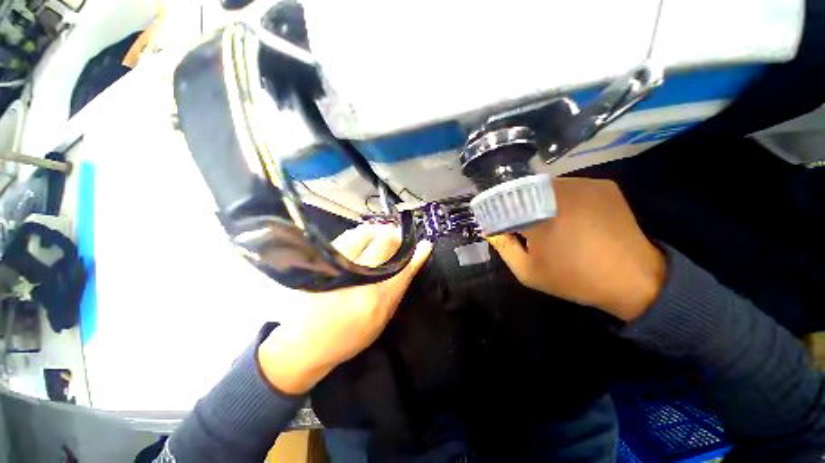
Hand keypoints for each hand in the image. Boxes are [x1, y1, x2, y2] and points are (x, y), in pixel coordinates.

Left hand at [258, 224, 432, 394]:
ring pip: (363, 234)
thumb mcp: (381, 320)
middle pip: (383, 243)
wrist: (307, 344)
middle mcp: (359, 279)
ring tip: (381, 234)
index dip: (416, 254)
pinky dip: (359, 233)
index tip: (424, 245)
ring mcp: (338, 267)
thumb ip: (397, 290)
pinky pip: (345, 237)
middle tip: (398, 237)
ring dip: (376, 231)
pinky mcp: (322, 262)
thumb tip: (411, 265)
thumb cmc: (350, 336)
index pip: (403, 268)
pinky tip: (363, 236)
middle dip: (395, 236)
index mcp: (377, 299)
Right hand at [487, 178, 664, 321]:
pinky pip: (569, 186)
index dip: (498, 211)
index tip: (499, 223)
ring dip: (538, 200)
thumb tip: (490, 229)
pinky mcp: (602, 185)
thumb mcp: (527, 271)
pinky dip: (561, 198)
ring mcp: (584, 184)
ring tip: (546, 221)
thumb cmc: (573, 278)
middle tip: (522, 225)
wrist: (633, 279)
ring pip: (546, 186)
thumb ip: (503, 246)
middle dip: (517, 205)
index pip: (503, 201)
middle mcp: (559, 190)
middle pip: (524, 190)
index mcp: (538, 213)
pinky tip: (569, 216)